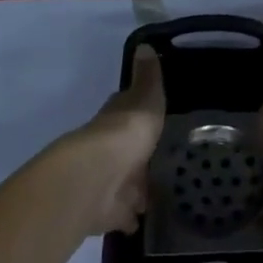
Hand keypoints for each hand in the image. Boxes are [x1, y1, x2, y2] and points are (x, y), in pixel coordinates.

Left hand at [59, 46, 165, 234]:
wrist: (96, 179)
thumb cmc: (125, 132)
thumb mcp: (145, 97)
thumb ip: (148, 77)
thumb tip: (144, 44)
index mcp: (116, 119)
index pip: (127, 110)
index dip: (139, 112)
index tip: (156, 115)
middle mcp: (108, 148)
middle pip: (127, 149)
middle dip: (140, 154)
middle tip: (166, 158)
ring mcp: (107, 180)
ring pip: (126, 181)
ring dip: (137, 186)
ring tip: (162, 190)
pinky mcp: (107, 210)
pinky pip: (123, 213)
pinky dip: (131, 216)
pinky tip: (145, 218)